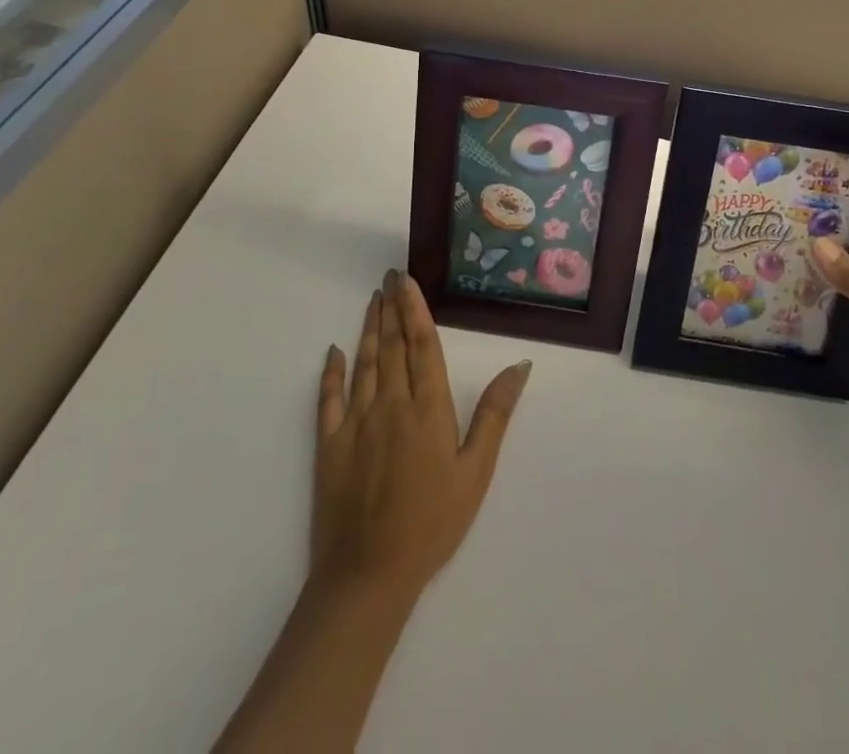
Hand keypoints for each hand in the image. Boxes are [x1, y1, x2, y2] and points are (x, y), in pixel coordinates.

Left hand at [311, 269, 531, 599]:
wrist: (370, 573)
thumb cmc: (433, 522)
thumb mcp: (476, 471)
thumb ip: (495, 413)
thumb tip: (520, 365)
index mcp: (427, 407)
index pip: (421, 344)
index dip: (414, 308)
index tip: (408, 280)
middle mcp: (390, 403)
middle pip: (391, 345)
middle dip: (391, 307)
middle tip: (389, 276)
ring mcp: (355, 422)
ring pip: (362, 363)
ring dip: (367, 328)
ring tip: (372, 299)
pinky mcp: (329, 444)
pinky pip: (328, 398)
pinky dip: (331, 372)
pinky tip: (333, 351)